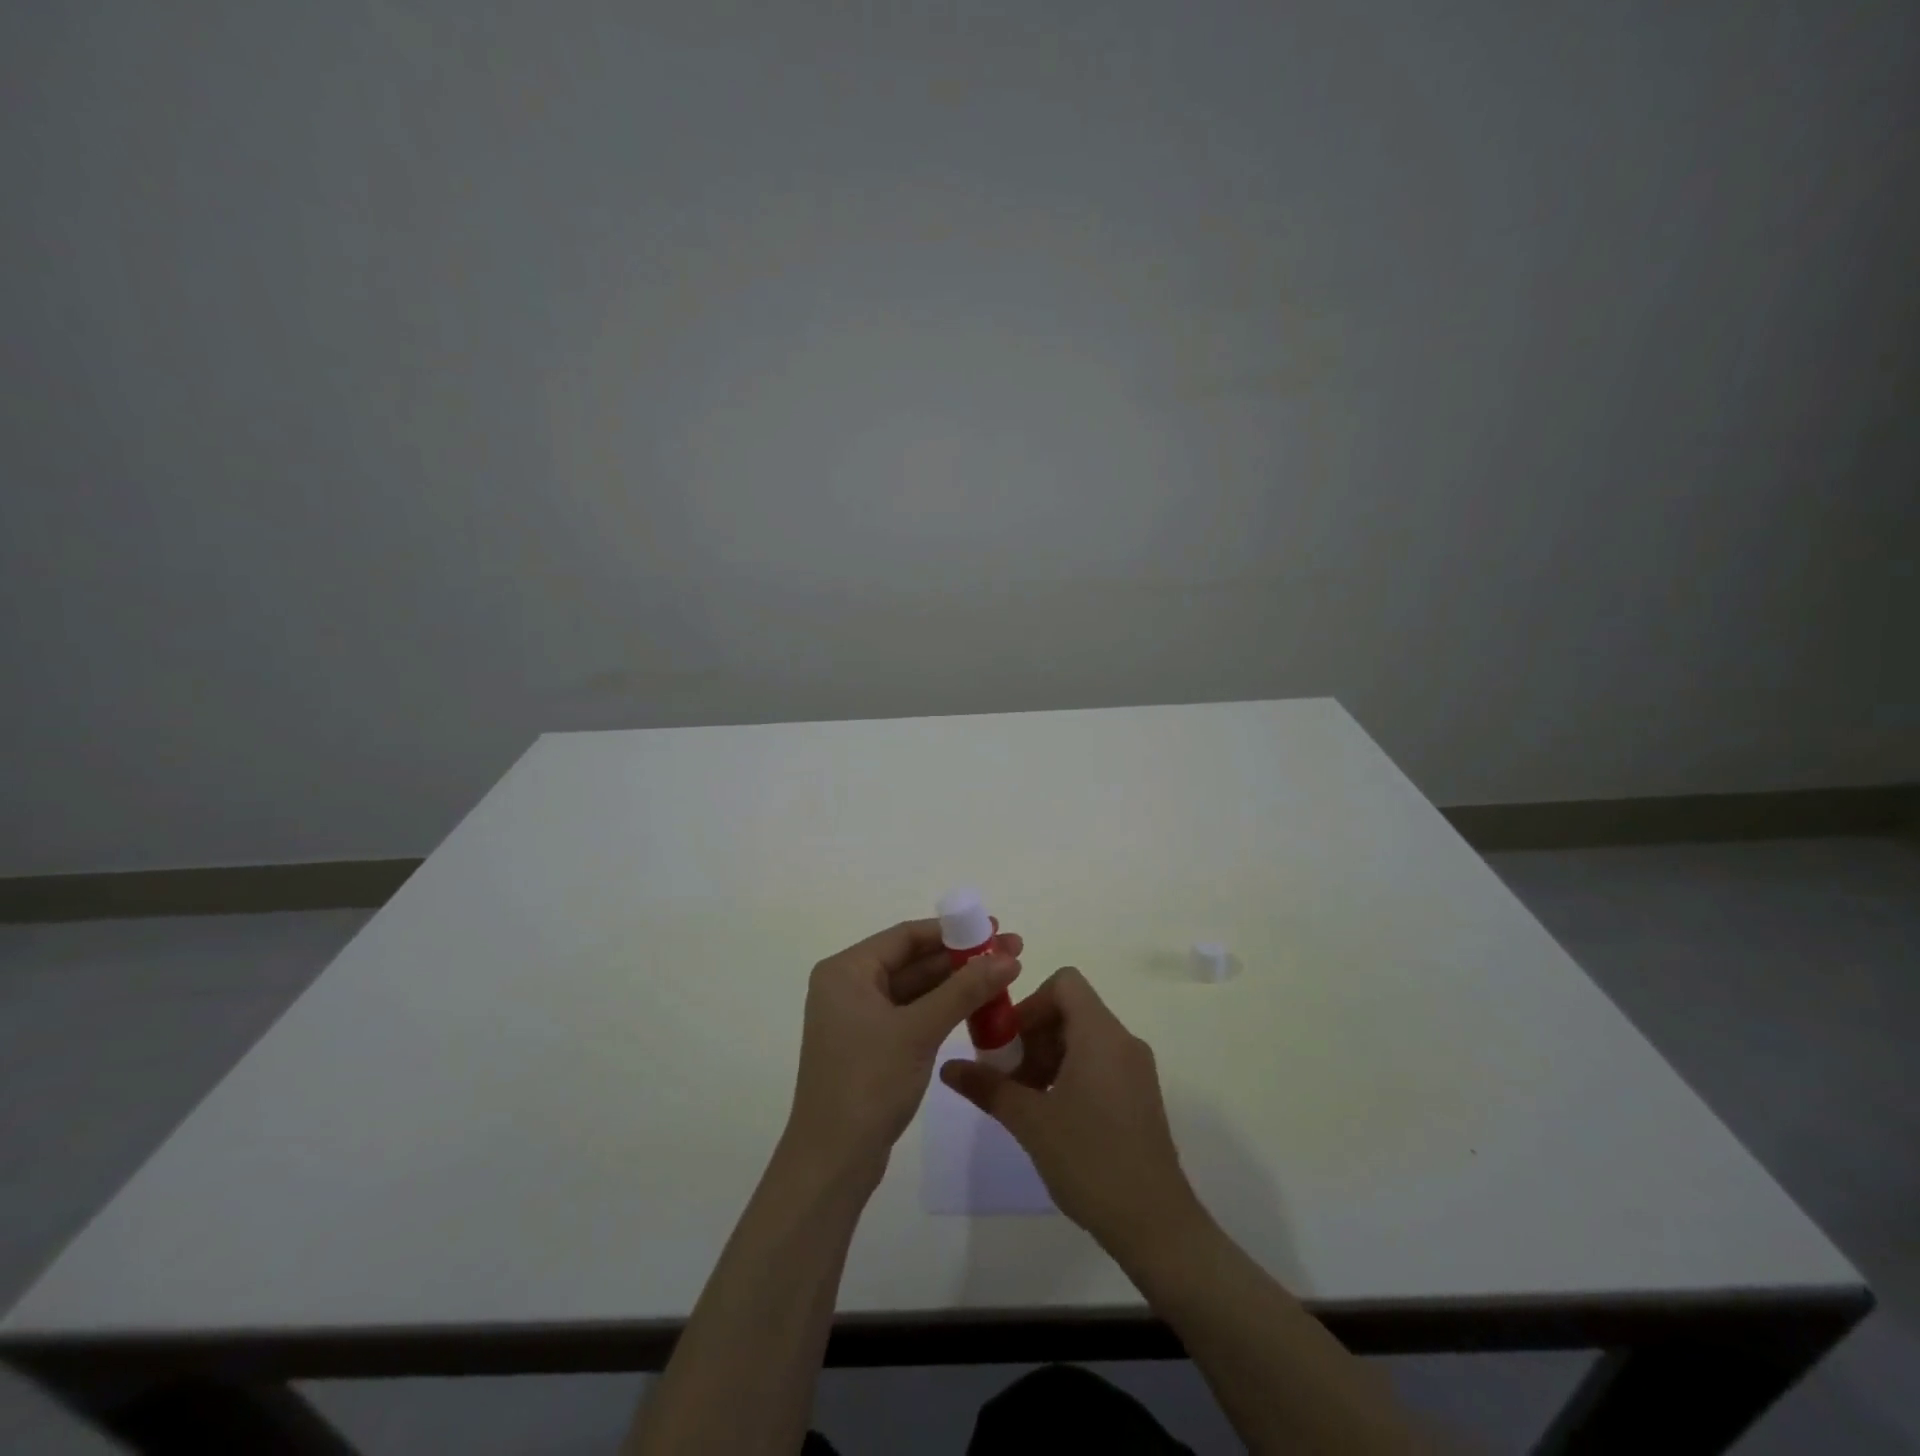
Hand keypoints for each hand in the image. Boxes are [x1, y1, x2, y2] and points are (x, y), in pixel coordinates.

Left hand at [785, 919, 1022, 1186]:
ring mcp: (858, 1018)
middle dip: (962, 958)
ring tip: (1004, 977)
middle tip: (1011, 952)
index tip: (995, 929)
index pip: (906, 936)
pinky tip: (977, 1008)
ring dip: (956, 984)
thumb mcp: (920, 1030)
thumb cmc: (869, 1083)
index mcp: (846, 970)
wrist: (832, 1162)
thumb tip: (1009, 957)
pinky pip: (912, 1014)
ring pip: (915, 989)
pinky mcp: (870, 1045)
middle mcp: (848, 986)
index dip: (954, 931)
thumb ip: (965, 990)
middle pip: (913, 960)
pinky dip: (942, 1009)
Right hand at [940, 966, 1201, 1258]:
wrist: (1155, 1223)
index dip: (1031, 1002)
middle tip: (1011, 1076)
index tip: (1009, 1041)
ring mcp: (1136, 1068)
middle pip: (1071, 1009)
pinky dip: (1071, 1072)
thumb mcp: (1030, 1121)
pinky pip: (1100, 1061)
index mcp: (1100, 1033)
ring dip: (1050, 1056)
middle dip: (1034, 1034)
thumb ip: (988, 1087)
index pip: (1065, 983)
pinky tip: (1054, 1115)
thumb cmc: (1090, 1160)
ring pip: (1084, 1037)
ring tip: (1028, 1099)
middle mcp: (1123, 1040)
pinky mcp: (1141, 1094)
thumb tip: (948, 1067)